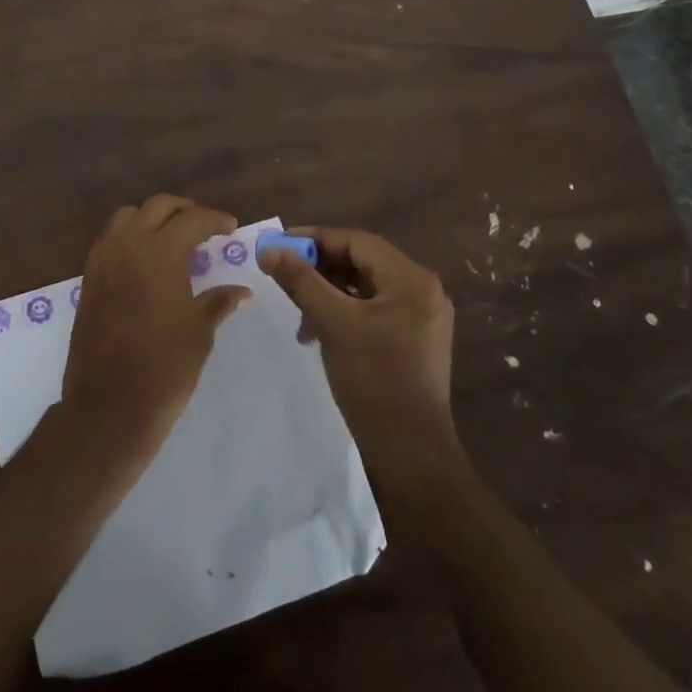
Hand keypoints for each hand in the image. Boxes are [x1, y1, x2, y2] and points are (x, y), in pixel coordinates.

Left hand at [62, 195, 251, 458]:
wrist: (109, 406)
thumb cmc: (164, 368)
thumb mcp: (199, 332)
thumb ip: (218, 302)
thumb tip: (242, 292)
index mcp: (161, 253)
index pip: (192, 219)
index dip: (215, 219)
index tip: (231, 228)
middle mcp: (129, 245)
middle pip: (158, 206)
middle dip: (184, 210)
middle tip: (204, 226)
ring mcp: (104, 260)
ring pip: (127, 216)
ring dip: (152, 218)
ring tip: (172, 237)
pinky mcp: (89, 278)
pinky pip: (110, 239)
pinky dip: (129, 236)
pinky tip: (144, 260)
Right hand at [258, 226, 461, 490]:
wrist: (410, 453)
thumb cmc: (373, 380)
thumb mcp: (332, 323)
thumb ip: (301, 281)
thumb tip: (269, 249)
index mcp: (412, 279)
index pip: (356, 241)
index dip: (315, 238)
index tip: (279, 243)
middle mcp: (423, 290)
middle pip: (363, 262)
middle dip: (320, 266)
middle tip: (283, 271)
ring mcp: (422, 317)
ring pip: (366, 287)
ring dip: (329, 290)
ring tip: (297, 308)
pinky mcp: (415, 341)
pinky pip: (374, 309)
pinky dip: (345, 311)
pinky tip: (318, 329)